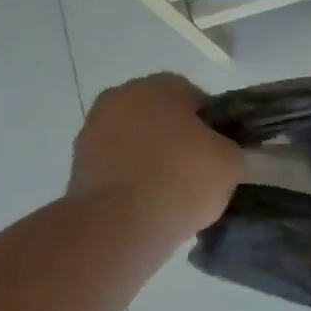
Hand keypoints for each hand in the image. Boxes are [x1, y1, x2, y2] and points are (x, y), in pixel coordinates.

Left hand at [68, 74, 243, 234]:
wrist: (120, 224)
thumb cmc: (182, 180)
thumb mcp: (231, 162)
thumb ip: (230, 147)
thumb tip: (219, 151)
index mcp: (159, 86)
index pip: (194, 96)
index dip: (212, 124)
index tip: (220, 152)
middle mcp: (120, 97)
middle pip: (160, 115)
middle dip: (178, 138)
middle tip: (198, 171)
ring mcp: (93, 130)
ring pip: (136, 140)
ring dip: (152, 158)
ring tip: (172, 193)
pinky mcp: (78, 164)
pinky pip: (118, 166)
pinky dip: (132, 179)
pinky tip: (148, 204)